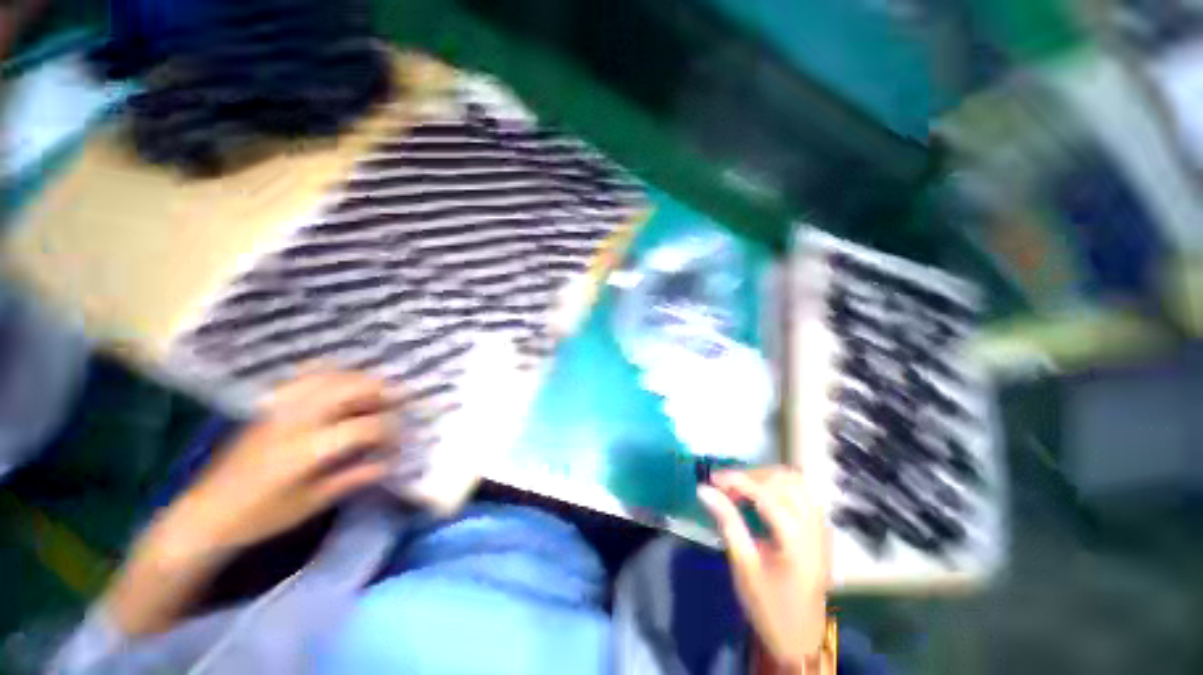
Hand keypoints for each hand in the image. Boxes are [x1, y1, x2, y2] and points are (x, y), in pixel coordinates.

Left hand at [166, 369, 399, 554]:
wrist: (206, 514)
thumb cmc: (261, 517)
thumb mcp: (311, 504)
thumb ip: (353, 477)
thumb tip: (390, 462)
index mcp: (308, 449)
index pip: (365, 426)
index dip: (391, 429)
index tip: (401, 438)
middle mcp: (297, 420)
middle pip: (351, 389)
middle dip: (382, 392)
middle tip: (399, 402)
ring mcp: (280, 408)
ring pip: (330, 377)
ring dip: (359, 379)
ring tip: (376, 389)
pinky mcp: (269, 407)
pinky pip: (305, 377)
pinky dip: (329, 373)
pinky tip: (340, 381)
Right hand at [698, 467, 830, 670]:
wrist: (801, 638)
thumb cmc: (768, 606)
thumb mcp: (743, 565)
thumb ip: (727, 522)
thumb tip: (704, 490)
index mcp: (796, 541)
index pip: (765, 495)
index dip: (736, 480)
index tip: (712, 479)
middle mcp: (814, 528)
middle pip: (784, 481)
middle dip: (752, 476)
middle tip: (727, 487)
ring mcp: (821, 528)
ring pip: (797, 482)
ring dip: (768, 477)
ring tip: (744, 487)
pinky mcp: (821, 530)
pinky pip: (804, 493)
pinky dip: (781, 485)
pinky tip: (764, 496)